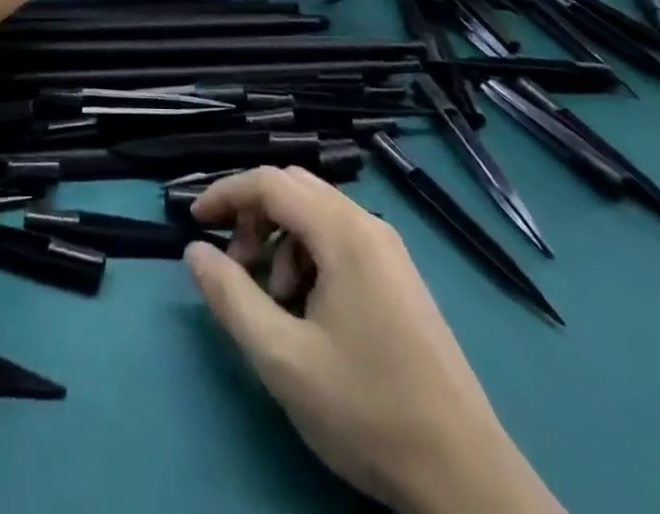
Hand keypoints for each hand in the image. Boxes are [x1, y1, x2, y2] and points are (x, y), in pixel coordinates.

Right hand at [185, 168, 561, 513]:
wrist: (465, 476)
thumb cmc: (367, 410)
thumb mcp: (283, 359)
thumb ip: (231, 297)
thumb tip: (195, 251)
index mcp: (343, 232)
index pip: (270, 182)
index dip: (225, 193)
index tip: (194, 222)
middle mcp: (368, 224)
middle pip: (294, 189)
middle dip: (253, 216)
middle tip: (234, 266)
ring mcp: (389, 250)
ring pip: (316, 214)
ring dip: (280, 241)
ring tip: (273, 302)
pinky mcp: (399, 277)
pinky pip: (340, 239)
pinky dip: (308, 256)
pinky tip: (308, 311)